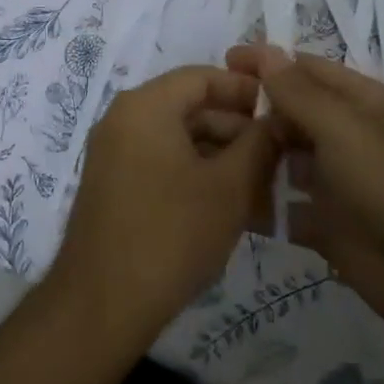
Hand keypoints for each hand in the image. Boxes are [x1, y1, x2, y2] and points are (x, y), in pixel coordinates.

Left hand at [46, 66, 278, 354]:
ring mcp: (113, 154)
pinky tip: (230, 205)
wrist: (102, 305)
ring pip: (178, 139)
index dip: (245, 90)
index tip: (281, 110)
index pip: (202, 77)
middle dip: (237, 129)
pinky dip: (196, 174)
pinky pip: (161, 163)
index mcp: (145, 106)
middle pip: (190, 107)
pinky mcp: (113, 186)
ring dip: (221, 156)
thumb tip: (279, 119)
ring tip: (263, 187)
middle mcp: (123, 119)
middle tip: (279, 156)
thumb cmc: (172, 234)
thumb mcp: (229, 187)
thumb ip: (260, 144)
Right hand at [226, 44, 383, 346]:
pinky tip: (224, 201)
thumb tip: (266, 54)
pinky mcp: (329, 227)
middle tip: (200, 119)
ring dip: (252, 158)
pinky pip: (286, 209)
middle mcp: (348, 137)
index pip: (306, 70)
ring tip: (204, 157)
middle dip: (253, 113)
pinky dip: (261, 205)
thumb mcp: (345, 128)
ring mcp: (338, 184)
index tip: (222, 62)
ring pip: (285, 162)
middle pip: (292, 115)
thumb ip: (300, 93)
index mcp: (360, 103)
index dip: (267, 63)